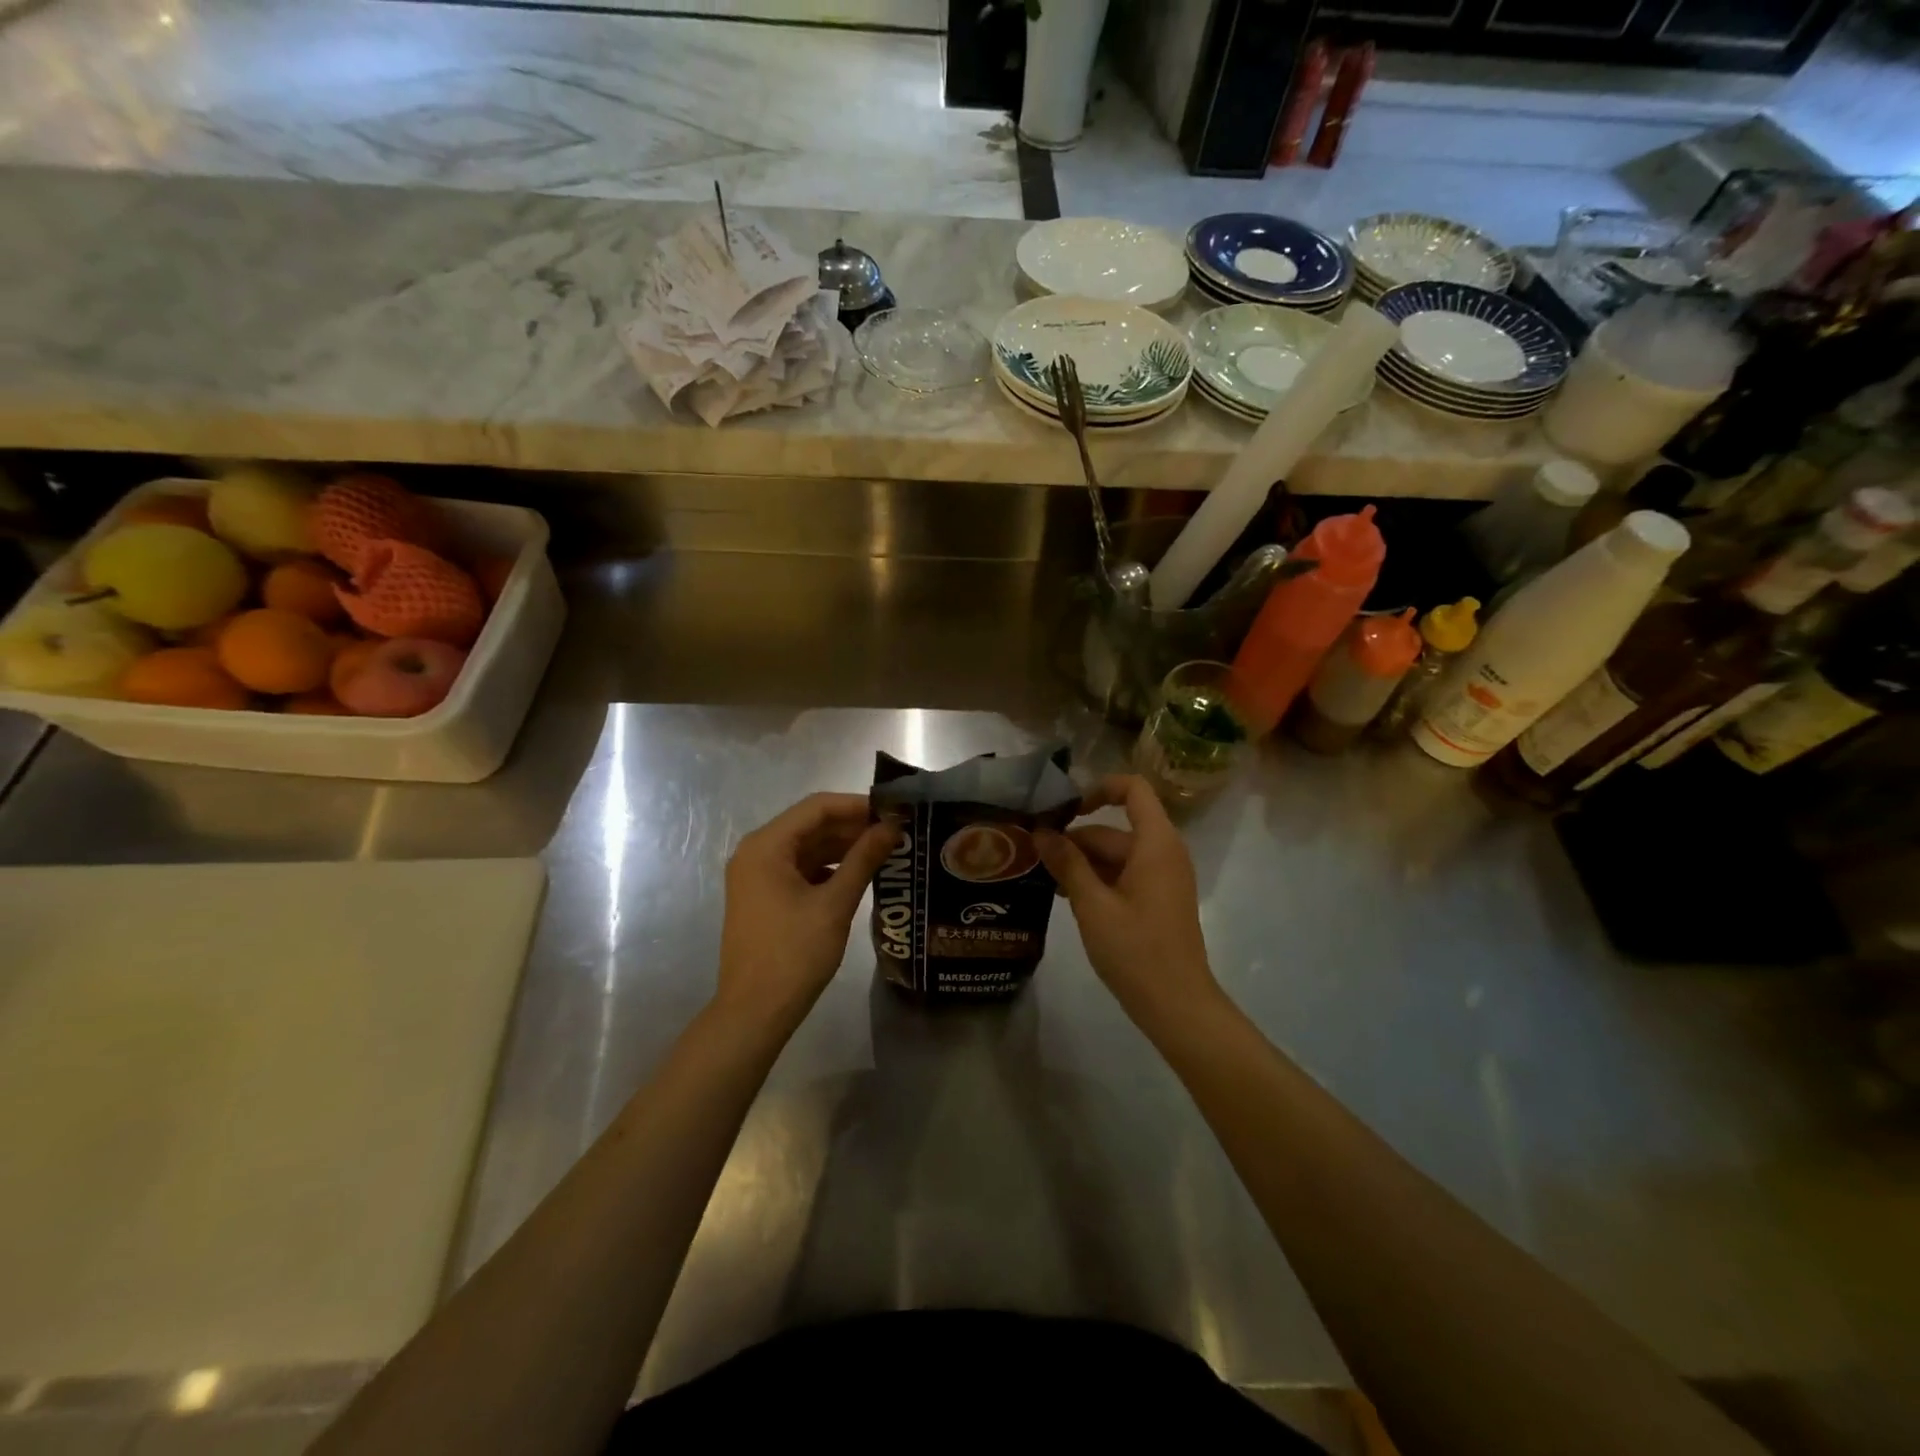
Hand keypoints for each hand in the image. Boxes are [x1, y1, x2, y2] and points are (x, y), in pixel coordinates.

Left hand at [717, 793, 897, 1031]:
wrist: (754, 1013)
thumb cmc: (794, 954)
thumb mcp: (835, 904)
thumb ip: (864, 859)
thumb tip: (892, 827)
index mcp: (766, 846)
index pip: (817, 807)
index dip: (857, 805)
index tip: (894, 811)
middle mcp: (756, 852)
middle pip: (810, 825)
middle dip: (852, 827)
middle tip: (896, 832)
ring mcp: (757, 875)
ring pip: (807, 847)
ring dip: (843, 847)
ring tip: (885, 851)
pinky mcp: (763, 896)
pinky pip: (800, 869)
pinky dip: (828, 868)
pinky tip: (859, 875)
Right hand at [1036, 775, 1220, 1029]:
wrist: (1177, 1005)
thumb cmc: (1136, 950)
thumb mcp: (1092, 905)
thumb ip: (1067, 863)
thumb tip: (1041, 831)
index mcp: (1155, 843)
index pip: (1133, 789)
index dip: (1098, 789)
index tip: (1064, 811)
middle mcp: (1163, 852)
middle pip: (1114, 829)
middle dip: (1074, 839)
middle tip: (1032, 855)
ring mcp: (1162, 878)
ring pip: (1115, 855)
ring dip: (1081, 863)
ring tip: (1042, 880)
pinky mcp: (1157, 900)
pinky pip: (1123, 875)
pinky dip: (1096, 880)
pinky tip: (1066, 898)